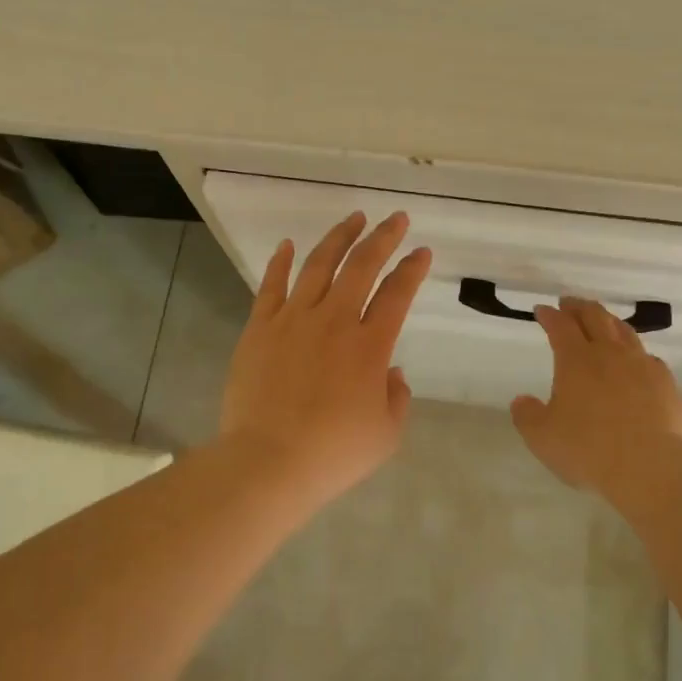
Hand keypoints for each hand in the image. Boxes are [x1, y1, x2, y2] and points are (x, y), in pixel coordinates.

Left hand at [218, 211, 432, 510]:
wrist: (268, 462)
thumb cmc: (333, 453)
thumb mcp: (385, 434)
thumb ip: (396, 397)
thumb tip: (391, 372)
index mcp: (370, 346)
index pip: (397, 294)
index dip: (412, 269)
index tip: (421, 252)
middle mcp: (334, 321)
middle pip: (362, 266)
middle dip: (382, 238)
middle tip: (395, 219)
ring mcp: (293, 320)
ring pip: (318, 265)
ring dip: (338, 238)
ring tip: (353, 219)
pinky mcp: (259, 329)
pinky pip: (271, 286)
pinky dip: (280, 262)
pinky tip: (288, 244)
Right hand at [511, 296, 681, 496]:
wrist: (651, 467)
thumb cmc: (589, 450)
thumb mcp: (542, 438)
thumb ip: (527, 416)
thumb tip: (521, 400)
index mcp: (576, 360)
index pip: (560, 326)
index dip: (549, 315)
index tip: (542, 309)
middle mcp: (610, 354)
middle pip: (595, 317)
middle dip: (579, 307)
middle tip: (570, 303)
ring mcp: (642, 366)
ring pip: (625, 331)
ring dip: (609, 321)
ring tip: (602, 321)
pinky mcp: (666, 384)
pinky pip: (648, 357)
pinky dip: (635, 352)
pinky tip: (636, 361)